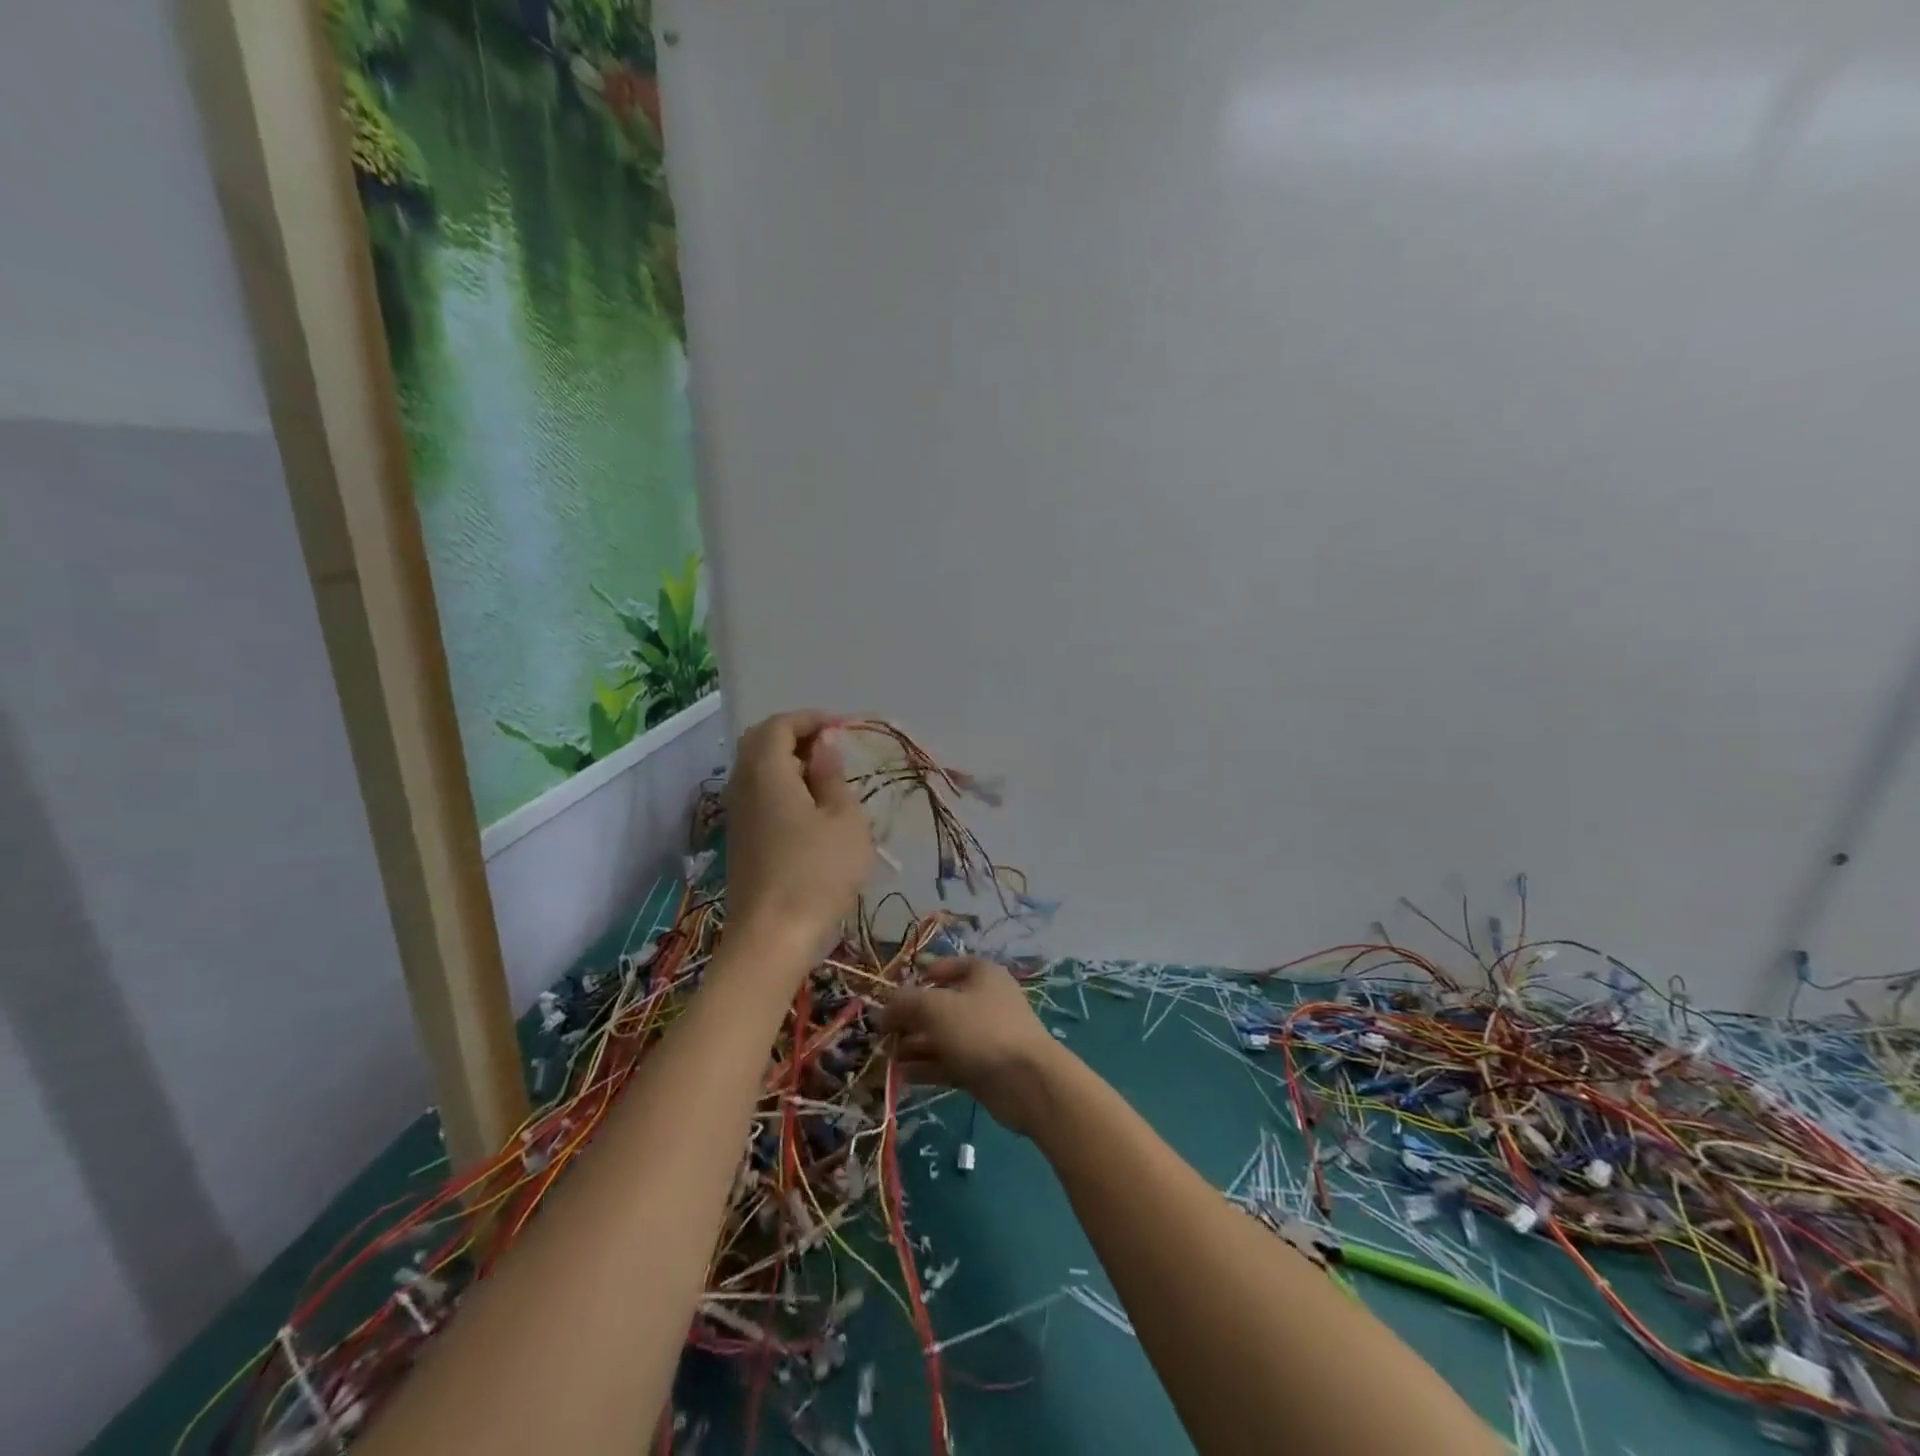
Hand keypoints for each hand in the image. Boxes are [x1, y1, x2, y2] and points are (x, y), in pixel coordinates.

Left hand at [725, 711, 873, 962]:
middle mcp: (742, 785)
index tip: (842, 727)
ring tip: (826, 777)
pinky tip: (810, 808)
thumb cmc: (818, 873)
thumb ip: (832, 775)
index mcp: (766, 772)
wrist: (772, 937)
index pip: (779, 725)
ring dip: (788, 761)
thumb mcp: (844, 819)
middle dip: (795, 734)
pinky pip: (757, 793)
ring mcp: (737, 813)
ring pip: (756, 768)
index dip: (810, 719)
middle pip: (760, 741)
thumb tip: (823, 746)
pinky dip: (781, 785)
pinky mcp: (740, 838)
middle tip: (831, 748)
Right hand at [879, 958, 1068, 1137]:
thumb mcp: (937, 1008)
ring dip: (914, 1044)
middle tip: (882, 1032)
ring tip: (886, 1056)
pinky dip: (927, 1067)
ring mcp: (984, 1035)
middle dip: (911, 1017)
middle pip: (940, 1004)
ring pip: (942, 1035)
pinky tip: (902, 1076)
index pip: (946, 967)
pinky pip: (949, 1061)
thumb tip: (883, 1009)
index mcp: (981, 974)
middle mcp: (984, 1000)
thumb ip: (906, 1003)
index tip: (893, 993)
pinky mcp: (982, 1067)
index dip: (919, 977)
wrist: (1027, 1082)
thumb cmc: (981, 1030)